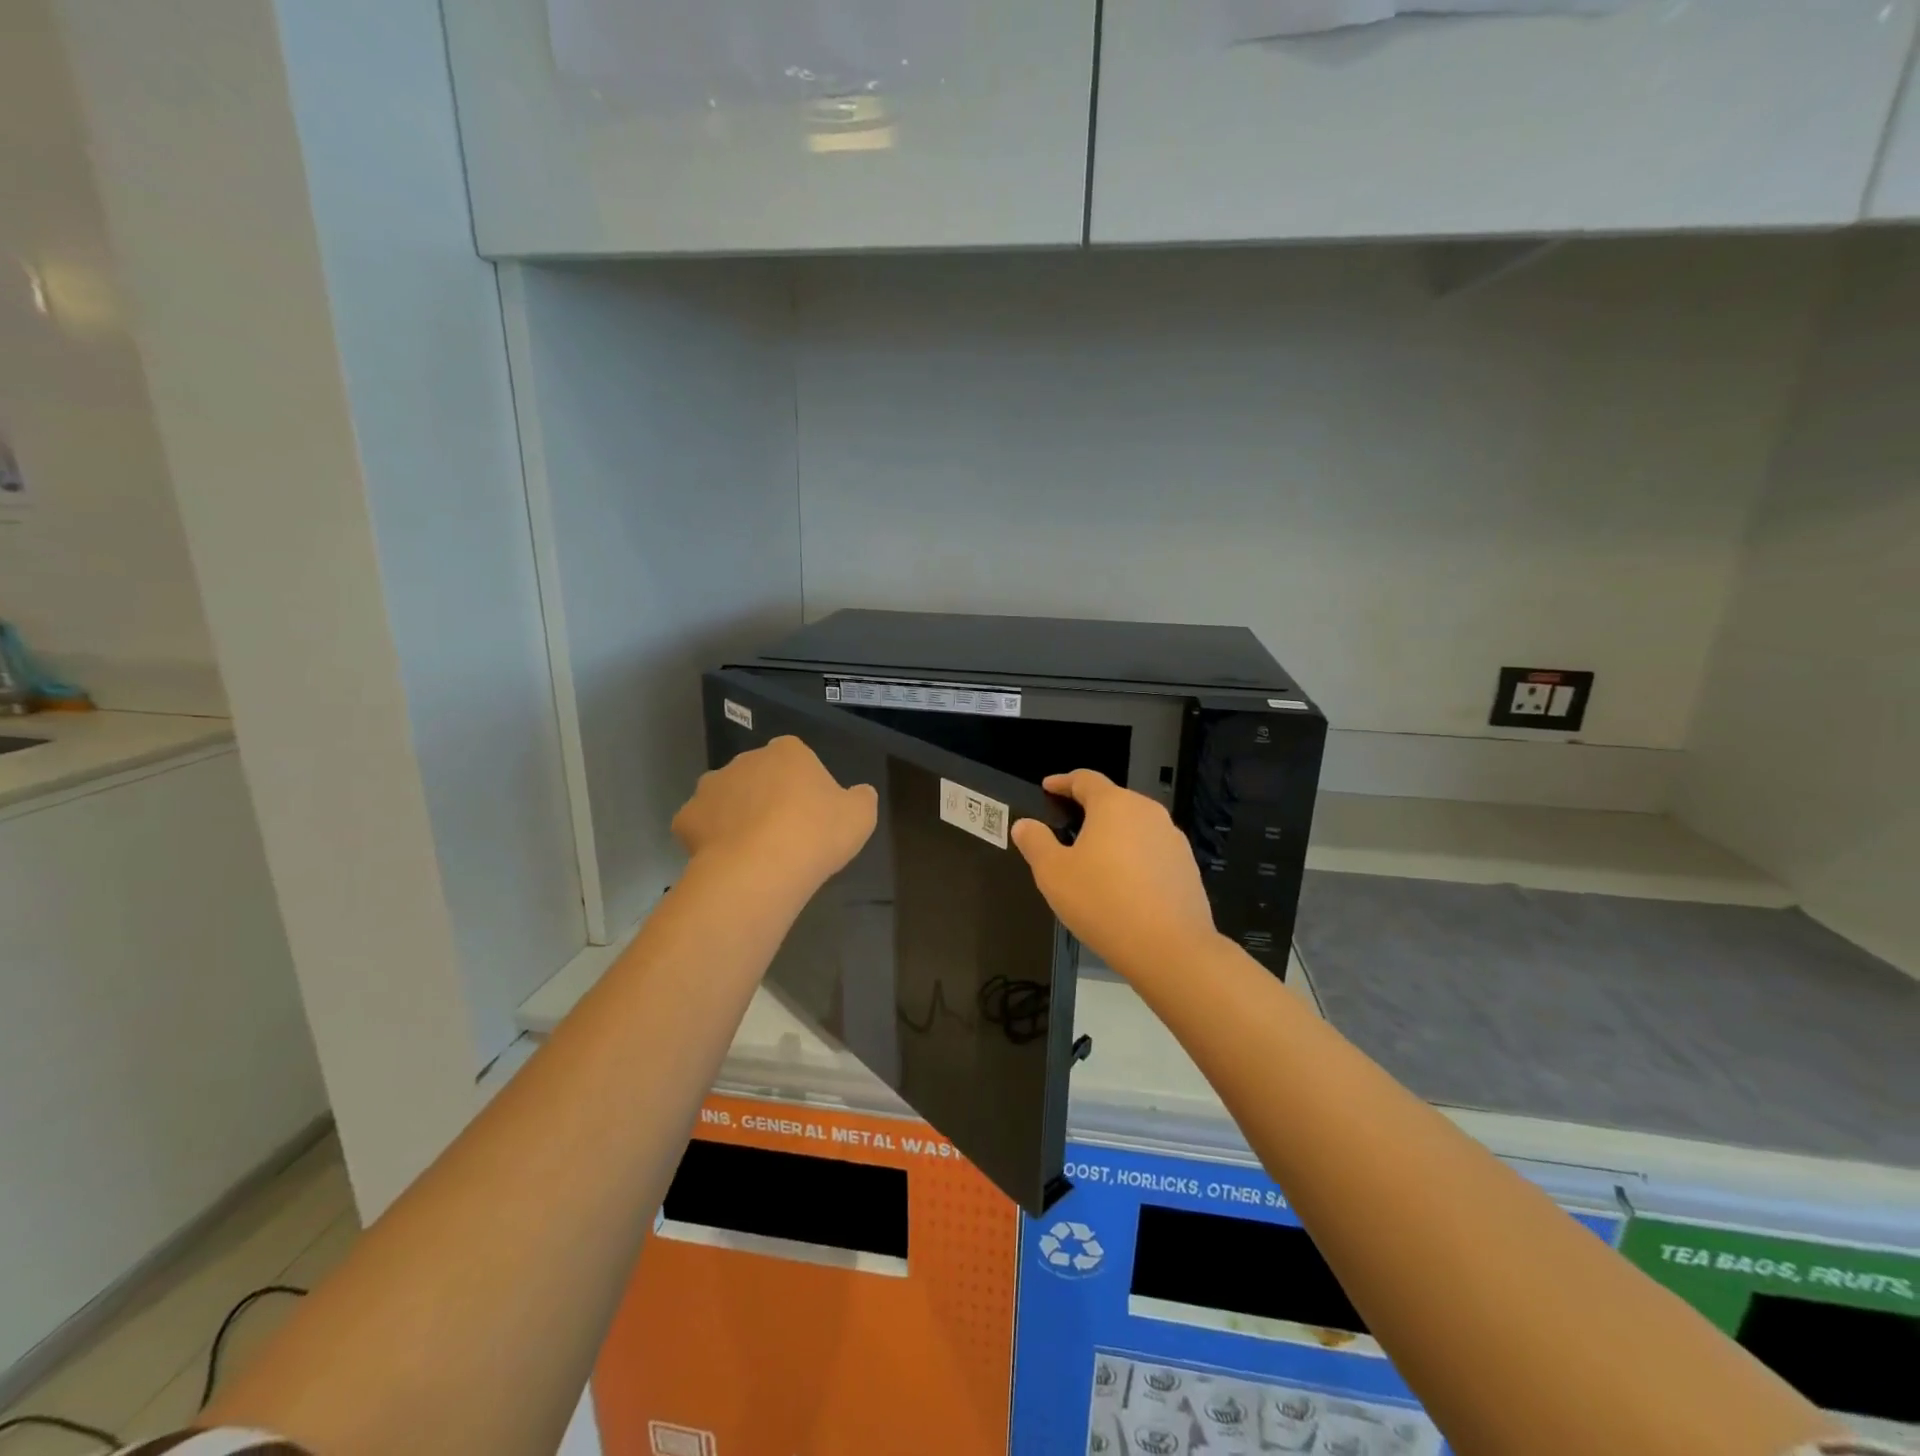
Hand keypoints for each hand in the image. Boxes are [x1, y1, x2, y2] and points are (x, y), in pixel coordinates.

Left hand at [673, 737, 877, 898]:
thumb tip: (859, 793)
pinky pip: (700, 825)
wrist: (761, 869)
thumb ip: (861, 798)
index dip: (803, 784)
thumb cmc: (816, 834)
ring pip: (726, 798)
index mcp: (787, 752)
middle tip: (784, 832)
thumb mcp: (861, 816)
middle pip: (758, 775)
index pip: (796, 757)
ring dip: (736, 814)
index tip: (812, 812)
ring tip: (753, 850)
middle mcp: (745, 760)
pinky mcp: (685, 818)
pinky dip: (710, 839)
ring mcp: (711, 787)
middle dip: (767, 796)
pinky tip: (726, 860)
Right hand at [1011, 769, 1222, 981]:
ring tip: (1094, 858)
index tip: (1048, 787)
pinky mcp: (1187, 866)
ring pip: (1135, 826)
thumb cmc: (1103, 901)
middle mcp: (1148, 812)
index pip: (1085, 779)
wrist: (1170, 948)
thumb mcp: (1054, 873)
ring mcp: (1172, 839)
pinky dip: (1133, 858)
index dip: (1063, 781)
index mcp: (1114, 804)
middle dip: (1089, 809)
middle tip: (1067, 826)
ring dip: (1113, 835)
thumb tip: (1024, 825)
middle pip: (1113, 800)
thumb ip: (1035, 843)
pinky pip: (1152, 851)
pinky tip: (1123, 884)